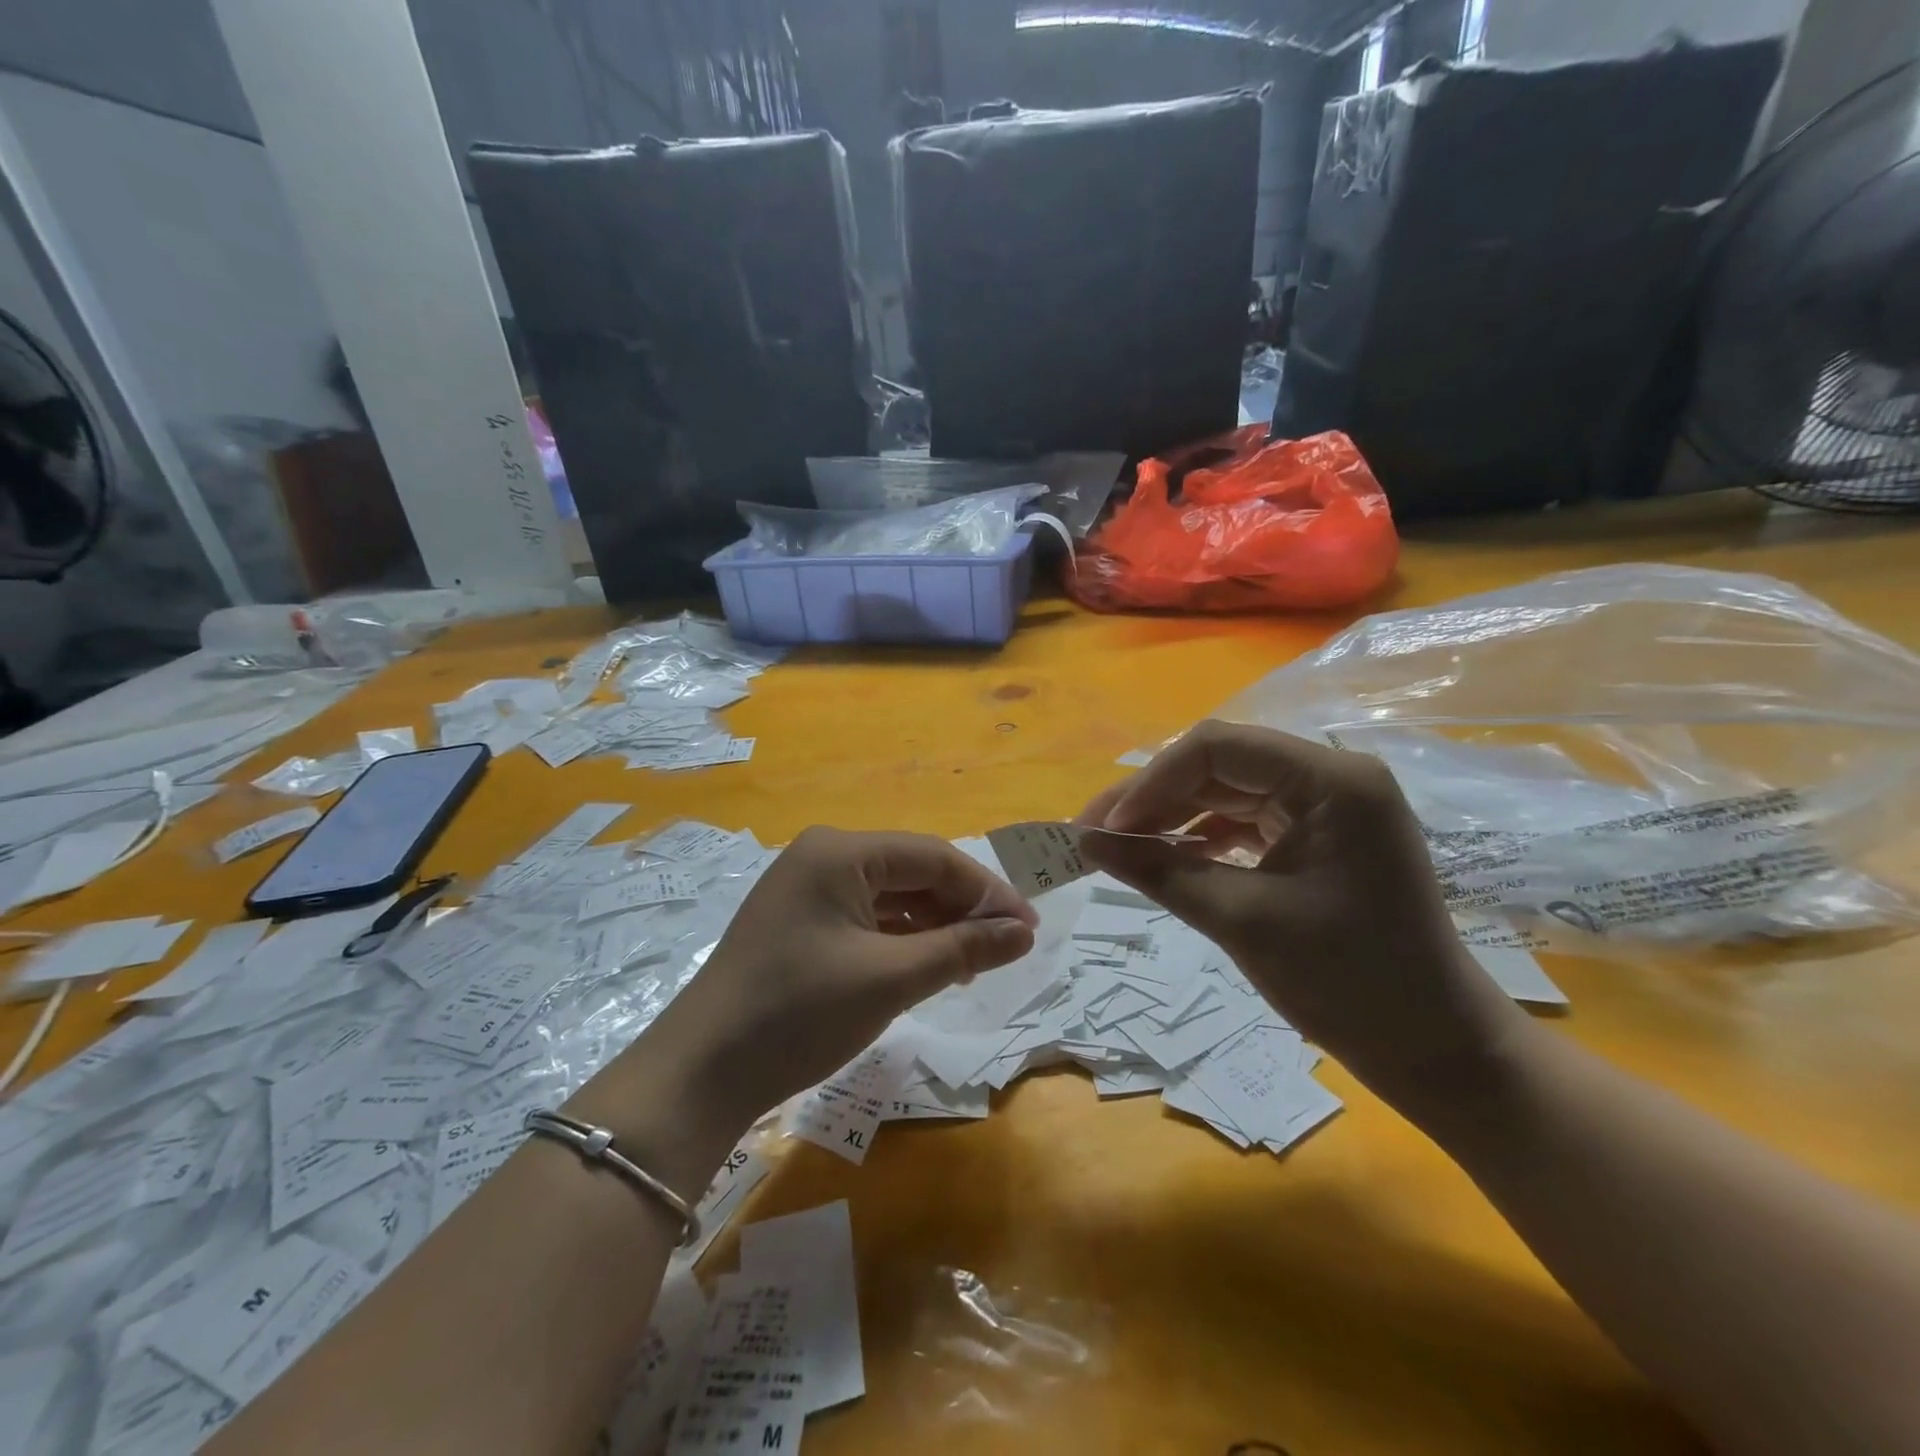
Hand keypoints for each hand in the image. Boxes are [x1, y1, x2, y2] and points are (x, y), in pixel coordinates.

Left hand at [632, 828, 1037, 1134]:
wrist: (701, 1073)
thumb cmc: (799, 1013)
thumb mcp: (890, 979)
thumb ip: (963, 948)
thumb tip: (1024, 932)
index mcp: (840, 851)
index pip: (933, 857)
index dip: (987, 891)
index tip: (1029, 928)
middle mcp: (823, 857)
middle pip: (912, 872)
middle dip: (962, 909)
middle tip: (1008, 949)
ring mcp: (807, 889)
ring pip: (891, 897)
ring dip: (935, 926)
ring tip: (976, 962)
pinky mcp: (800, 923)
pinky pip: (866, 918)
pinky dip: (902, 940)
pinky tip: (930, 965)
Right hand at [1077, 721, 1524, 1112]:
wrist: (1434, 1048)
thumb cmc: (1349, 983)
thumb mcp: (1242, 921)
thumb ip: (1159, 872)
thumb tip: (1085, 843)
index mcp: (1331, 780)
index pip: (1218, 748)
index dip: (1151, 782)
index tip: (1104, 829)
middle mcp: (1331, 777)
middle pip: (1220, 764)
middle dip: (1153, 797)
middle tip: (1095, 836)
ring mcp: (1328, 806)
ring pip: (1227, 791)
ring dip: (1171, 815)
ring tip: (1119, 846)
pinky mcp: (1319, 835)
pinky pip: (1245, 819)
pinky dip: (1201, 836)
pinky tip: (1166, 856)